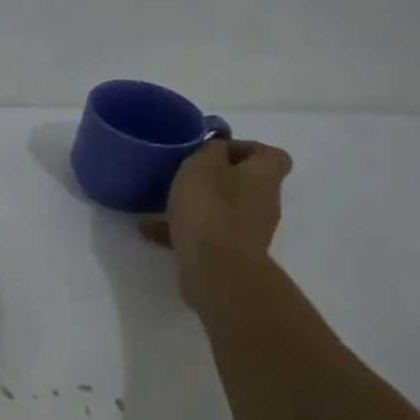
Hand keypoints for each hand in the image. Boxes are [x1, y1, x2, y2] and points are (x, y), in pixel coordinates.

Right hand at [139, 138, 293, 291]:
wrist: (217, 271)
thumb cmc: (211, 210)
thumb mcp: (202, 165)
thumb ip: (210, 150)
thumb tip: (217, 149)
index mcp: (264, 176)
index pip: (270, 154)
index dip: (244, 148)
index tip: (213, 151)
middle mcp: (262, 202)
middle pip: (244, 183)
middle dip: (214, 179)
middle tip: (183, 176)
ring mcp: (247, 232)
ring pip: (221, 210)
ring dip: (195, 206)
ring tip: (159, 204)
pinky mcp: (229, 255)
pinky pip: (205, 235)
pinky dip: (181, 231)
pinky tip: (149, 231)